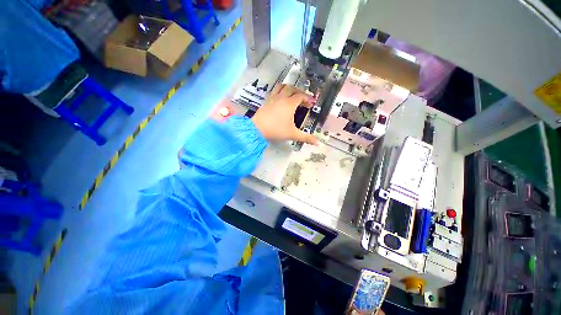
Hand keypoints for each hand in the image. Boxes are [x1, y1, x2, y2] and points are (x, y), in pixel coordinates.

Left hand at [251, 84, 318, 144]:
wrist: (257, 129)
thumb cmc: (276, 130)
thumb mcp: (292, 134)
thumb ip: (306, 138)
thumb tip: (318, 144)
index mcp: (289, 104)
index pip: (301, 96)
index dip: (307, 98)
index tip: (312, 103)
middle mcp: (281, 98)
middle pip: (292, 89)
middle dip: (299, 92)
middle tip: (303, 99)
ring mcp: (273, 98)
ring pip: (282, 87)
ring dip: (289, 88)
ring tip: (292, 94)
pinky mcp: (266, 101)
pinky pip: (274, 91)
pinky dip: (280, 92)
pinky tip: (280, 99)